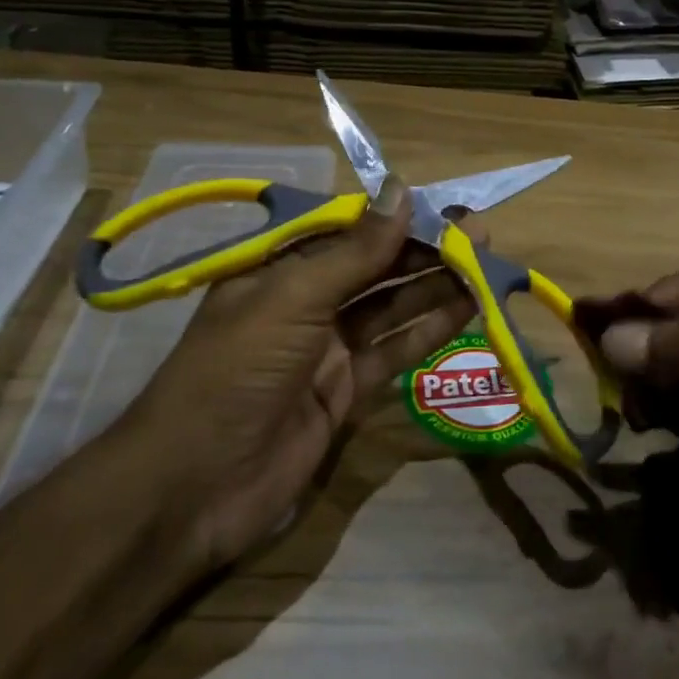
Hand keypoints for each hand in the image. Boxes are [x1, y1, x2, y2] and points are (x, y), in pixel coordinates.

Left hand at [119, 176, 475, 571]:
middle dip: (424, 249)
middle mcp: (303, 302)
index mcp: (277, 269)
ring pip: (389, 306)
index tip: (446, 208)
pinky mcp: (346, 390)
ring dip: (433, 285)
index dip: (397, 217)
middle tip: (479, 234)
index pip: (347, 230)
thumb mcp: (291, 300)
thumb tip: (403, 191)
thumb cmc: (234, 373)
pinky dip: (428, 329)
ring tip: (484, 265)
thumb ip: (354, 252)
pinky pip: (393, 350)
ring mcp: (326, 348)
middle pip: (374, 266)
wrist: (194, 487)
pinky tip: (466, 309)